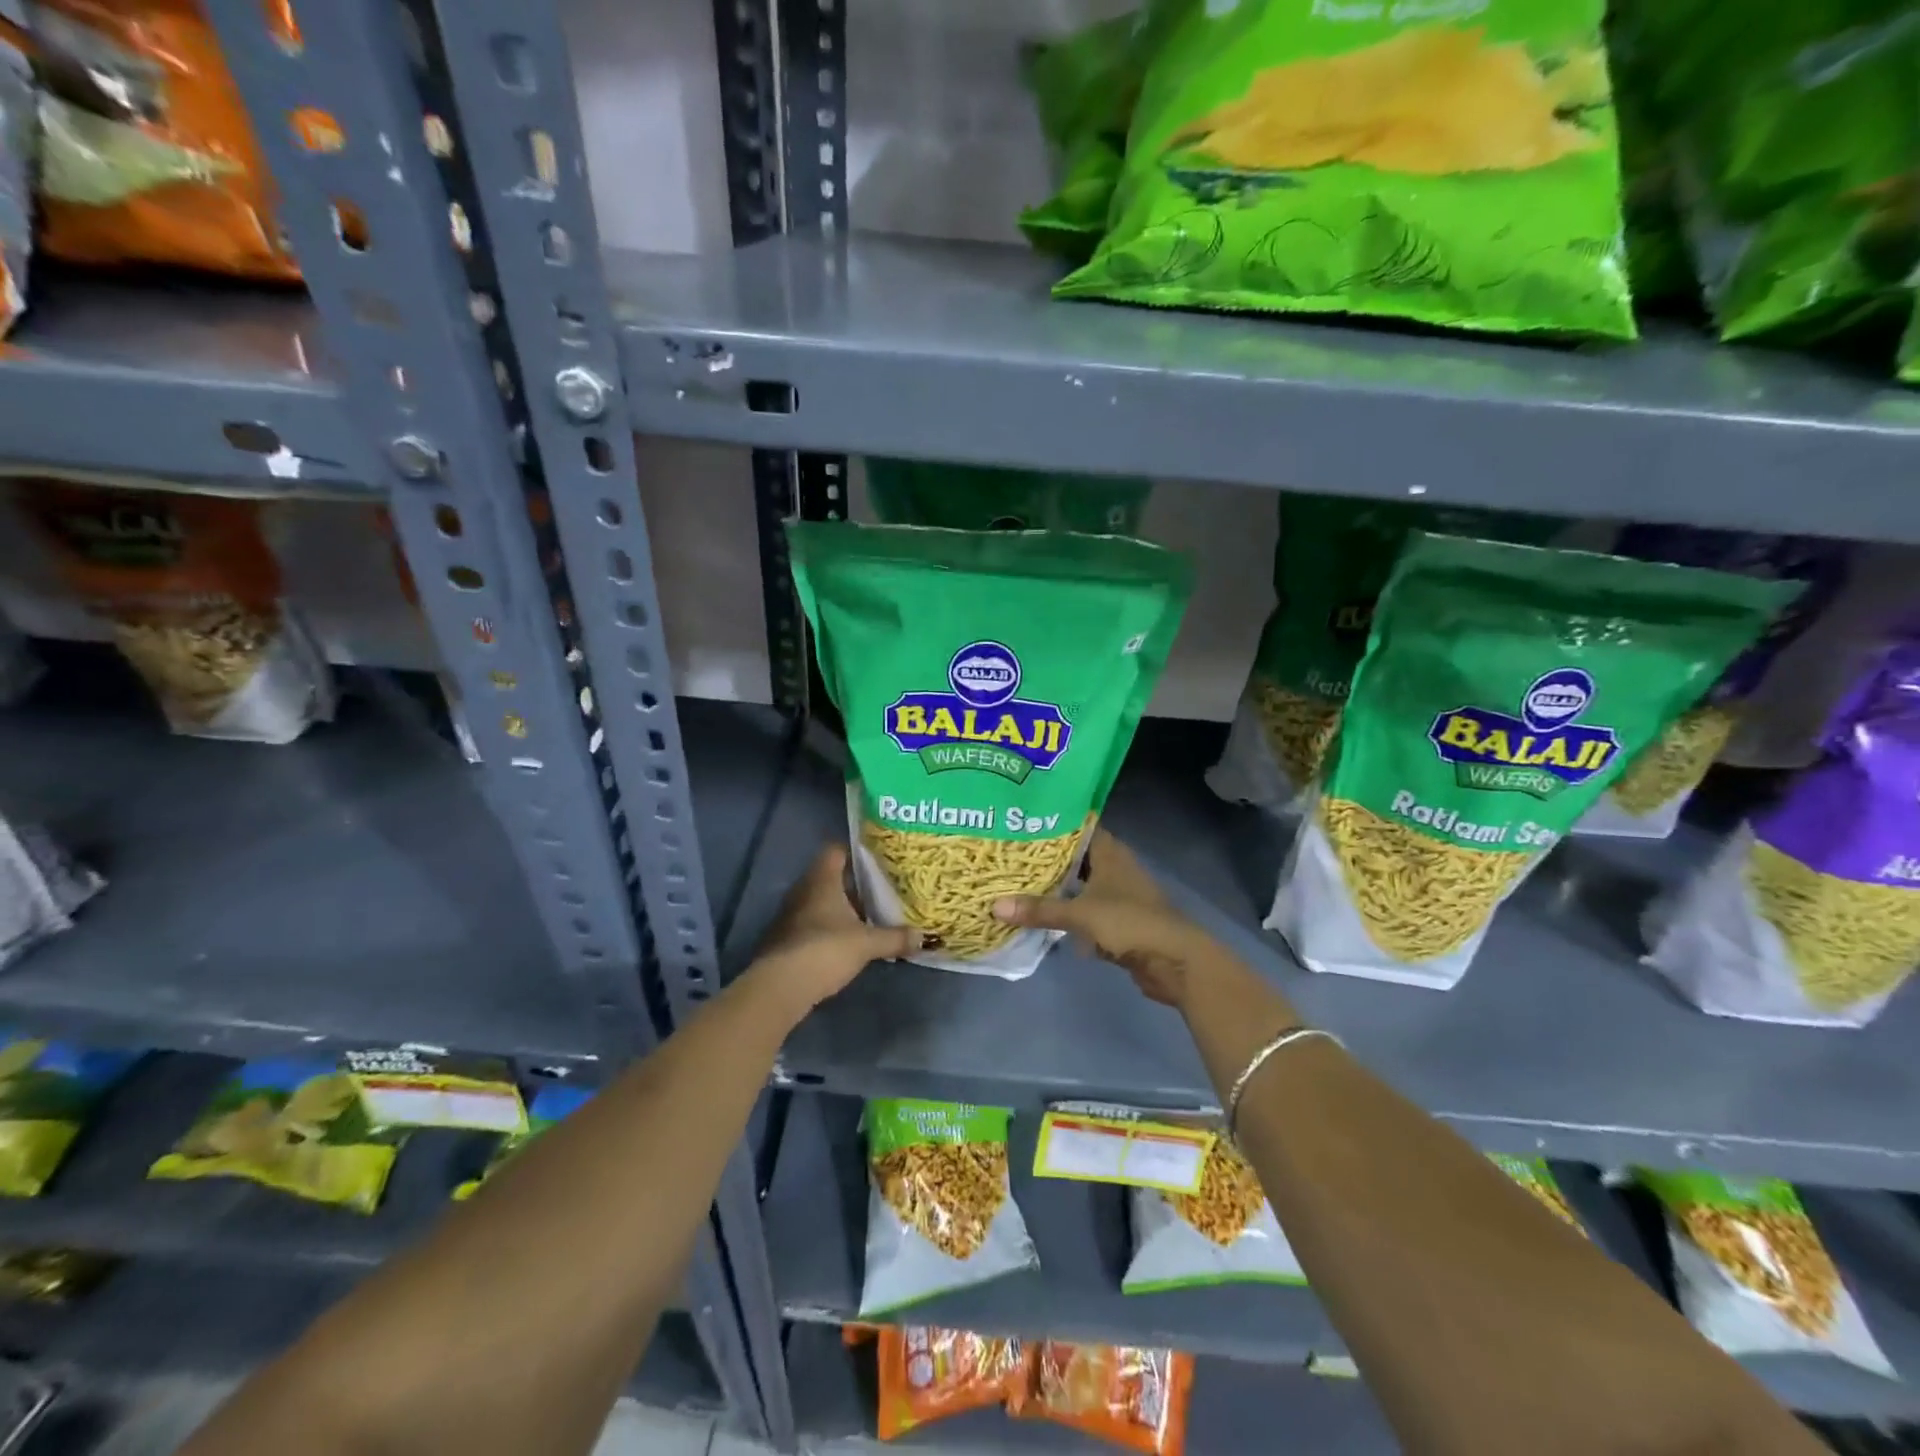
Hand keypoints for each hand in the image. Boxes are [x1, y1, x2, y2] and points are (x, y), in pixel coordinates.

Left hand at [747, 845, 919, 1021]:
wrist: (782, 986)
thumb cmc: (826, 949)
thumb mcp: (867, 944)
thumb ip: (894, 938)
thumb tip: (922, 937)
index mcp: (822, 880)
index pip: (835, 850)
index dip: (854, 852)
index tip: (876, 860)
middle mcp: (803, 890)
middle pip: (828, 877)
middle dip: (852, 885)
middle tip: (878, 891)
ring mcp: (790, 914)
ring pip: (819, 902)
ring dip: (839, 908)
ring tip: (866, 917)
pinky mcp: (784, 938)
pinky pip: (810, 923)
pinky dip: (827, 927)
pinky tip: (845, 941)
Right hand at [992, 830, 1213, 1008]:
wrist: (1175, 961)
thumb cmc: (1130, 922)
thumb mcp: (1081, 914)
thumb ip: (1040, 910)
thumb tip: (994, 906)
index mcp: (1110, 852)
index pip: (1078, 827)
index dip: (1051, 825)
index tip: (1021, 823)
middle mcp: (1114, 867)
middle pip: (1076, 857)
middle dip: (1047, 858)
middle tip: (1010, 854)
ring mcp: (1118, 895)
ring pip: (1080, 884)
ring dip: (1056, 886)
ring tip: (1018, 882)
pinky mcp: (1118, 921)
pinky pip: (1085, 910)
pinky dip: (1067, 911)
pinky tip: (1042, 914)